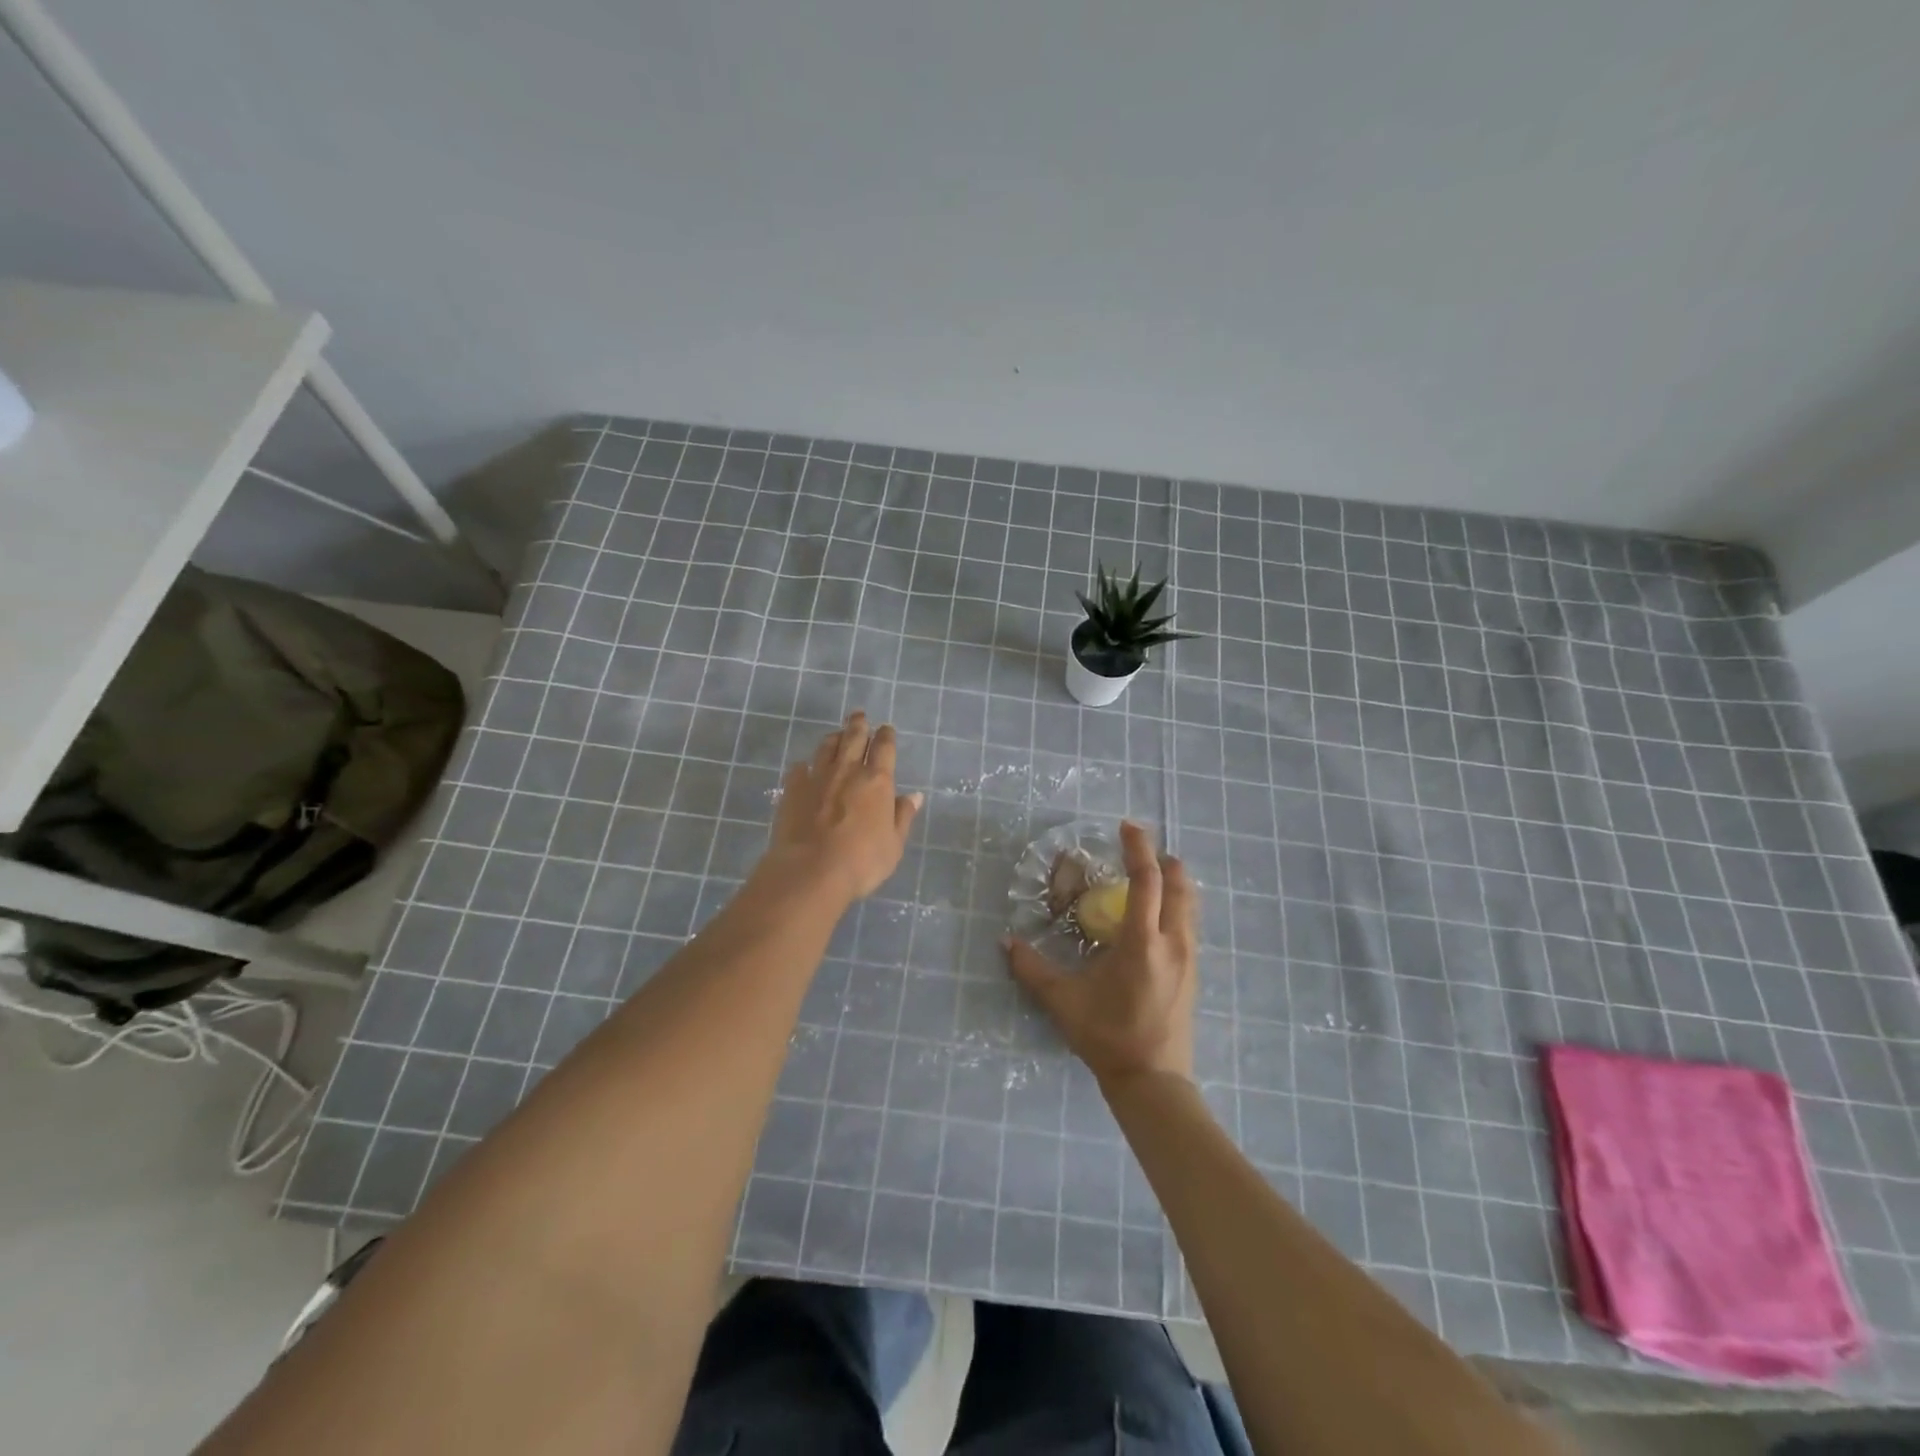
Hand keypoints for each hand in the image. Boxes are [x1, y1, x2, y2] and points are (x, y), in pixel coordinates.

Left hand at [764, 711, 921, 901]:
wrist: (811, 870)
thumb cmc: (862, 861)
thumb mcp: (894, 844)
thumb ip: (903, 817)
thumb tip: (914, 796)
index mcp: (877, 781)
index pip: (884, 748)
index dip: (886, 736)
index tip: (886, 729)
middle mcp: (847, 770)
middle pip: (853, 737)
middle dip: (858, 724)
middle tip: (859, 715)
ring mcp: (817, 777)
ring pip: (826, 747)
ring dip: (834, 738)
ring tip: (836, 735)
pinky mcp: (792, 789)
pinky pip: (800, 769)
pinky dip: (805, 766)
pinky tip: (805, 768)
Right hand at [1004, 820, 1198, 1086]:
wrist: (1153, 1081)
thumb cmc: (1108, 1037)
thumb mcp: (1064, 1002)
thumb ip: (1032, 969)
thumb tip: (1006, 942)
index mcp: (1143, 943)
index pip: (1147, 881)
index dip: (1139, 849)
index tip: (1129, 827)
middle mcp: (1173, 943)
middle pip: (1179, 885)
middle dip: (1163, 859)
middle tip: (1141, 848)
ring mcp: (1189, 958)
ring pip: (1190, 904)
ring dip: (1174, 881)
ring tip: (1151, 875)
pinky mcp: (1194, 973)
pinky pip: (1190, 923)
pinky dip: (1177, 905)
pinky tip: (1157, 916)